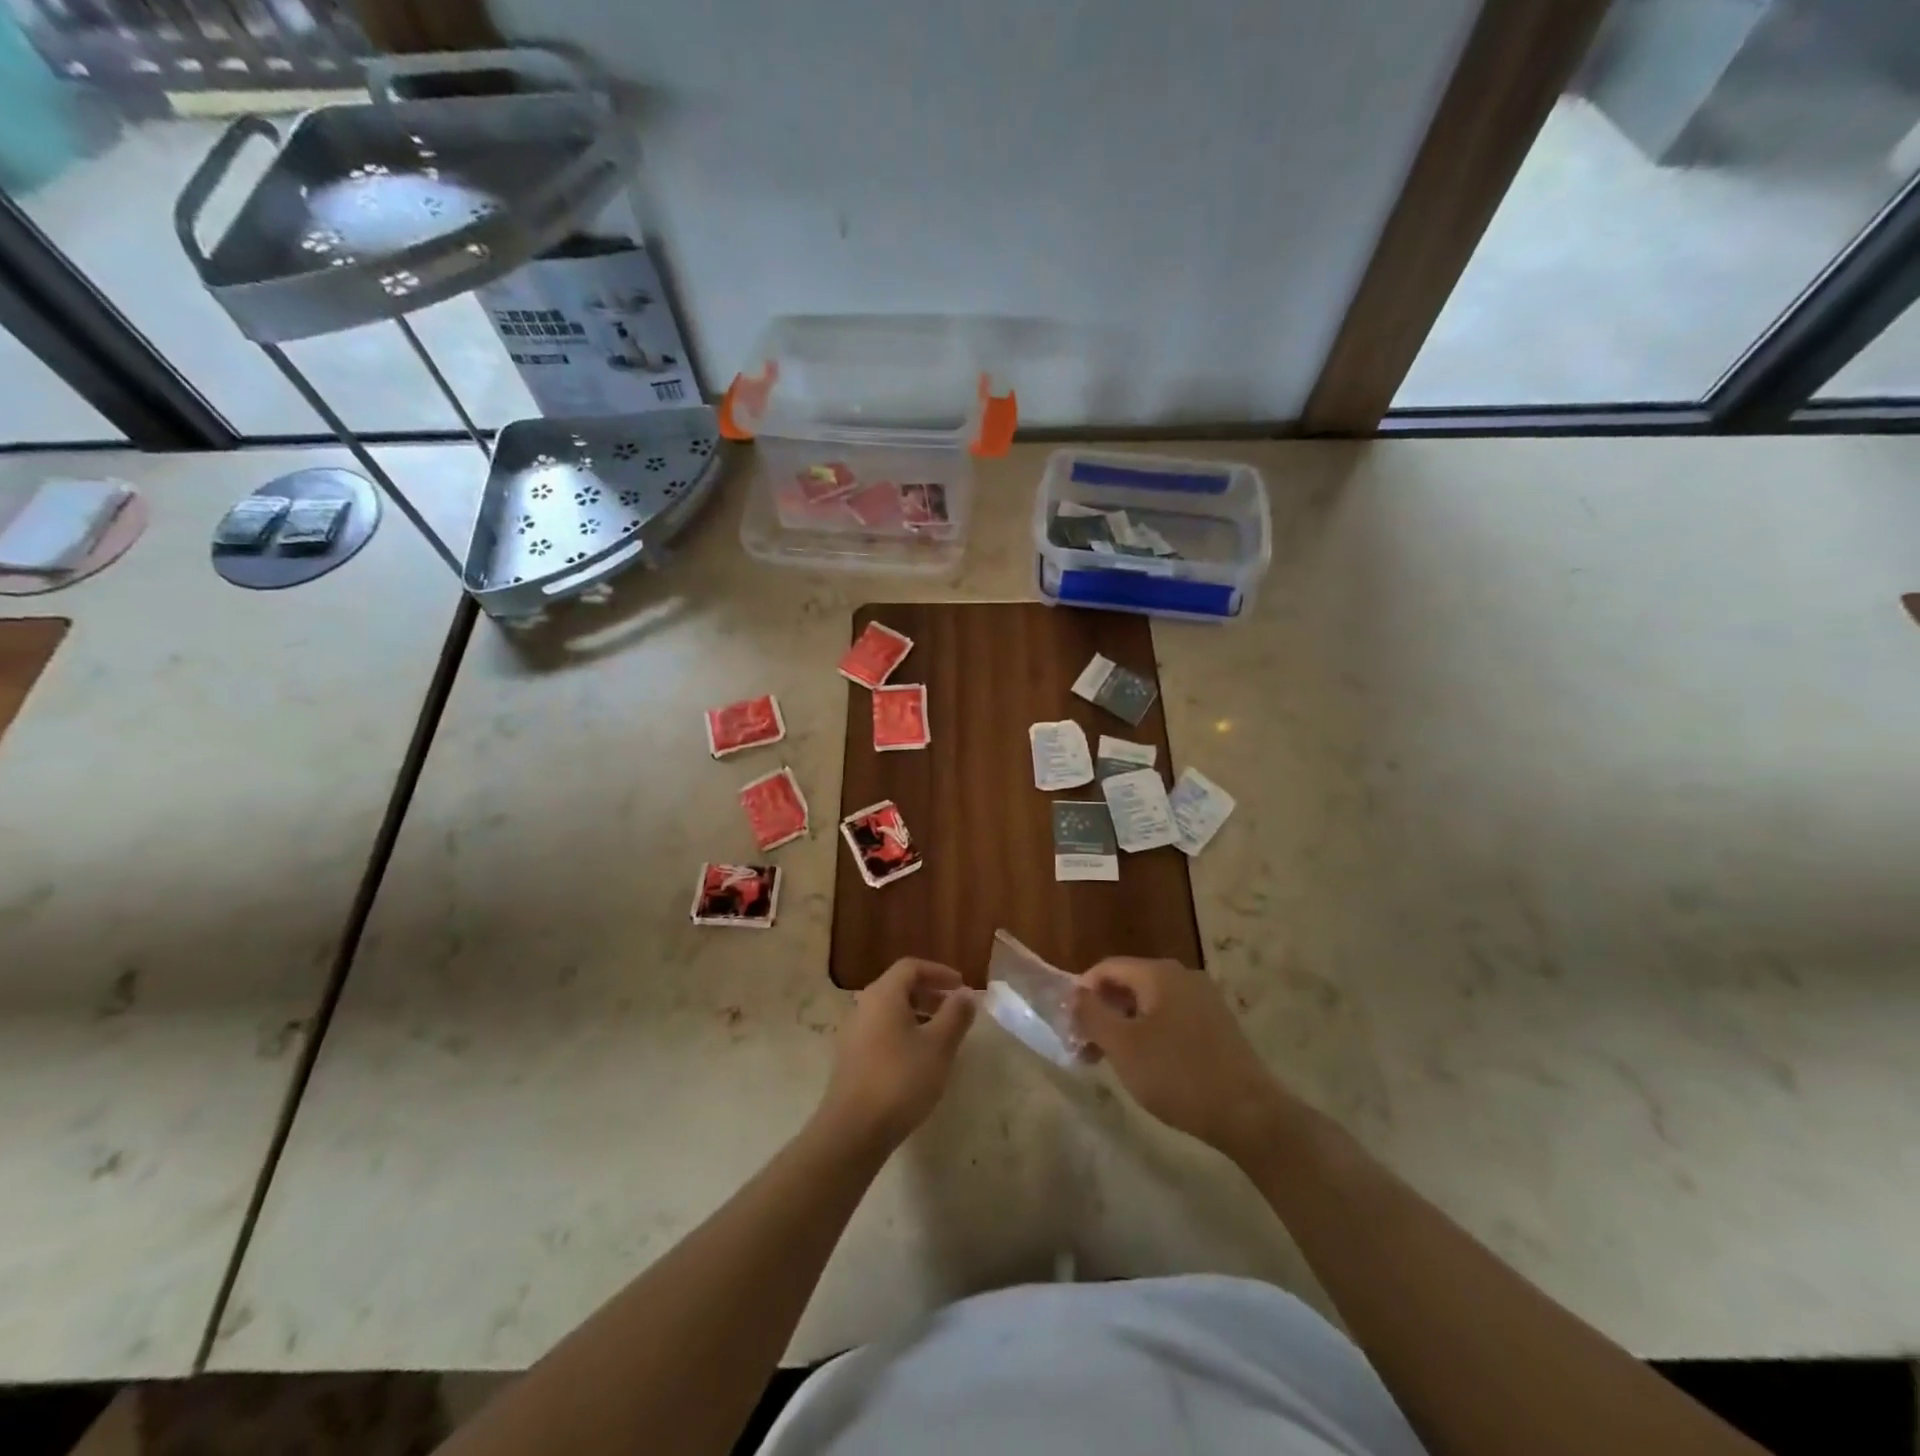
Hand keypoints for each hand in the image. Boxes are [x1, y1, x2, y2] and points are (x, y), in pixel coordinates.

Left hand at [817, 958, 976, 1151]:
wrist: (853, 1129)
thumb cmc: (901, 1079)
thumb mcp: (939, 1046)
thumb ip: (955, 1015)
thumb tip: (966, 994)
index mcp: (883, 994)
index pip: (911, 967)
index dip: (939, 972)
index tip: (961, 987)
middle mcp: (864, 1006)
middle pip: (899, 987)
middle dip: (930, 994)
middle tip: (955, 1010)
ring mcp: (853, 1033)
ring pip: (889, 1011)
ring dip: (917, 1015)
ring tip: (941, 1036)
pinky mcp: (850, 1058)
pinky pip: (880, 1031)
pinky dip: (903, 1033)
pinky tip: (918, 1060)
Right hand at [1073, 957, 1288, 1161]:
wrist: (1250, 1114)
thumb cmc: (1178, 1075)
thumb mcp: (1123, 1046)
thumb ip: (1092, 1015)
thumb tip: (1075, 994)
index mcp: (1159, 973)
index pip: (1107, 969)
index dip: (1082, 993)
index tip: (1068, 1027)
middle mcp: (1183, 976)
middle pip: (1128, 985)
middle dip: (1102, 1014)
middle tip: (1084, 1049)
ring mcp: (1204, 1000)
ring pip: (1149, 1004)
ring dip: (1123, 1027)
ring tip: (1109, 1062)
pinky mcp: (1217, 1025)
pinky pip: (1170, 1019)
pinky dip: (1149, 1035)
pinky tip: (1145, 1065)